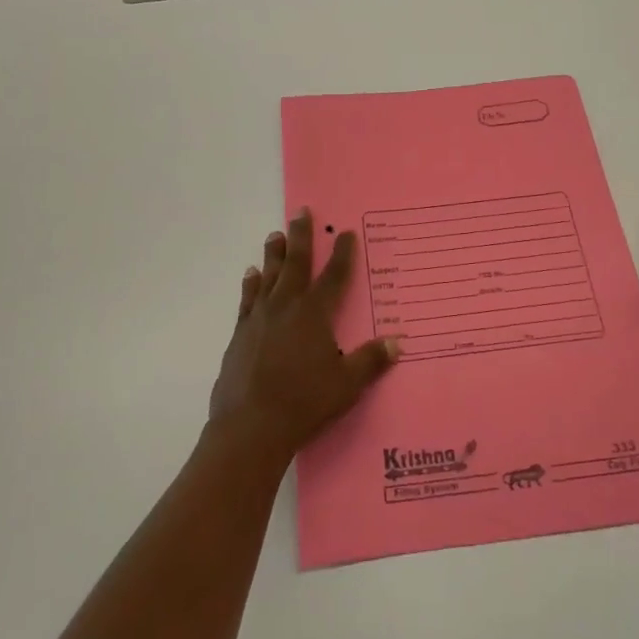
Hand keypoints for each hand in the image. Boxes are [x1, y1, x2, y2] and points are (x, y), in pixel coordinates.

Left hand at [209, 209, 399, 461]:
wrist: (250, 426)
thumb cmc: (304, 403)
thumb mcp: (346, 384)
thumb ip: (370, 360)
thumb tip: (397, 342)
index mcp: (315, 314)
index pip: (334, 276)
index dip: (343, 254)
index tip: (346, 233)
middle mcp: (287, 307)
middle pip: (296, 264)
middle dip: (301, 237)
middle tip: (301, 212)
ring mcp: (260, 318)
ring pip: (269, 276)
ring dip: (274, 254)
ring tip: (275, 235)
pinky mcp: (241, 333)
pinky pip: (248, 299)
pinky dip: (251, 283)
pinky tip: (251, 273)